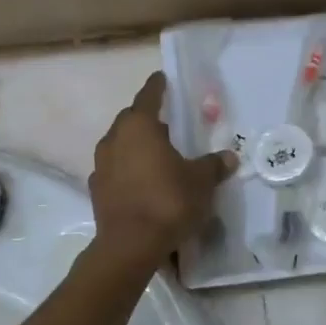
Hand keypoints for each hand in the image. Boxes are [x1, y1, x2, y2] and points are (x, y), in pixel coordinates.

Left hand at [89, 72, 236, 267]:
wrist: (130, 245)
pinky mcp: (97, 190)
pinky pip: (115, 170)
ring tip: (156, 154)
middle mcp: (114, 139)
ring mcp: (101, 166)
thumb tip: (229, 157)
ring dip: (135, 146)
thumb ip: (213, 166)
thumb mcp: (201, 182)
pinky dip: (127, 170)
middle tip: (166, 122)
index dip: (157, 87)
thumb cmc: (168, 201)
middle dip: (146, 118)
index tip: (162, 78)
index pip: (148, 96)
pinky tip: (142, 181)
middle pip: (131, 120)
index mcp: (139, 127)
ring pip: (119, 145)